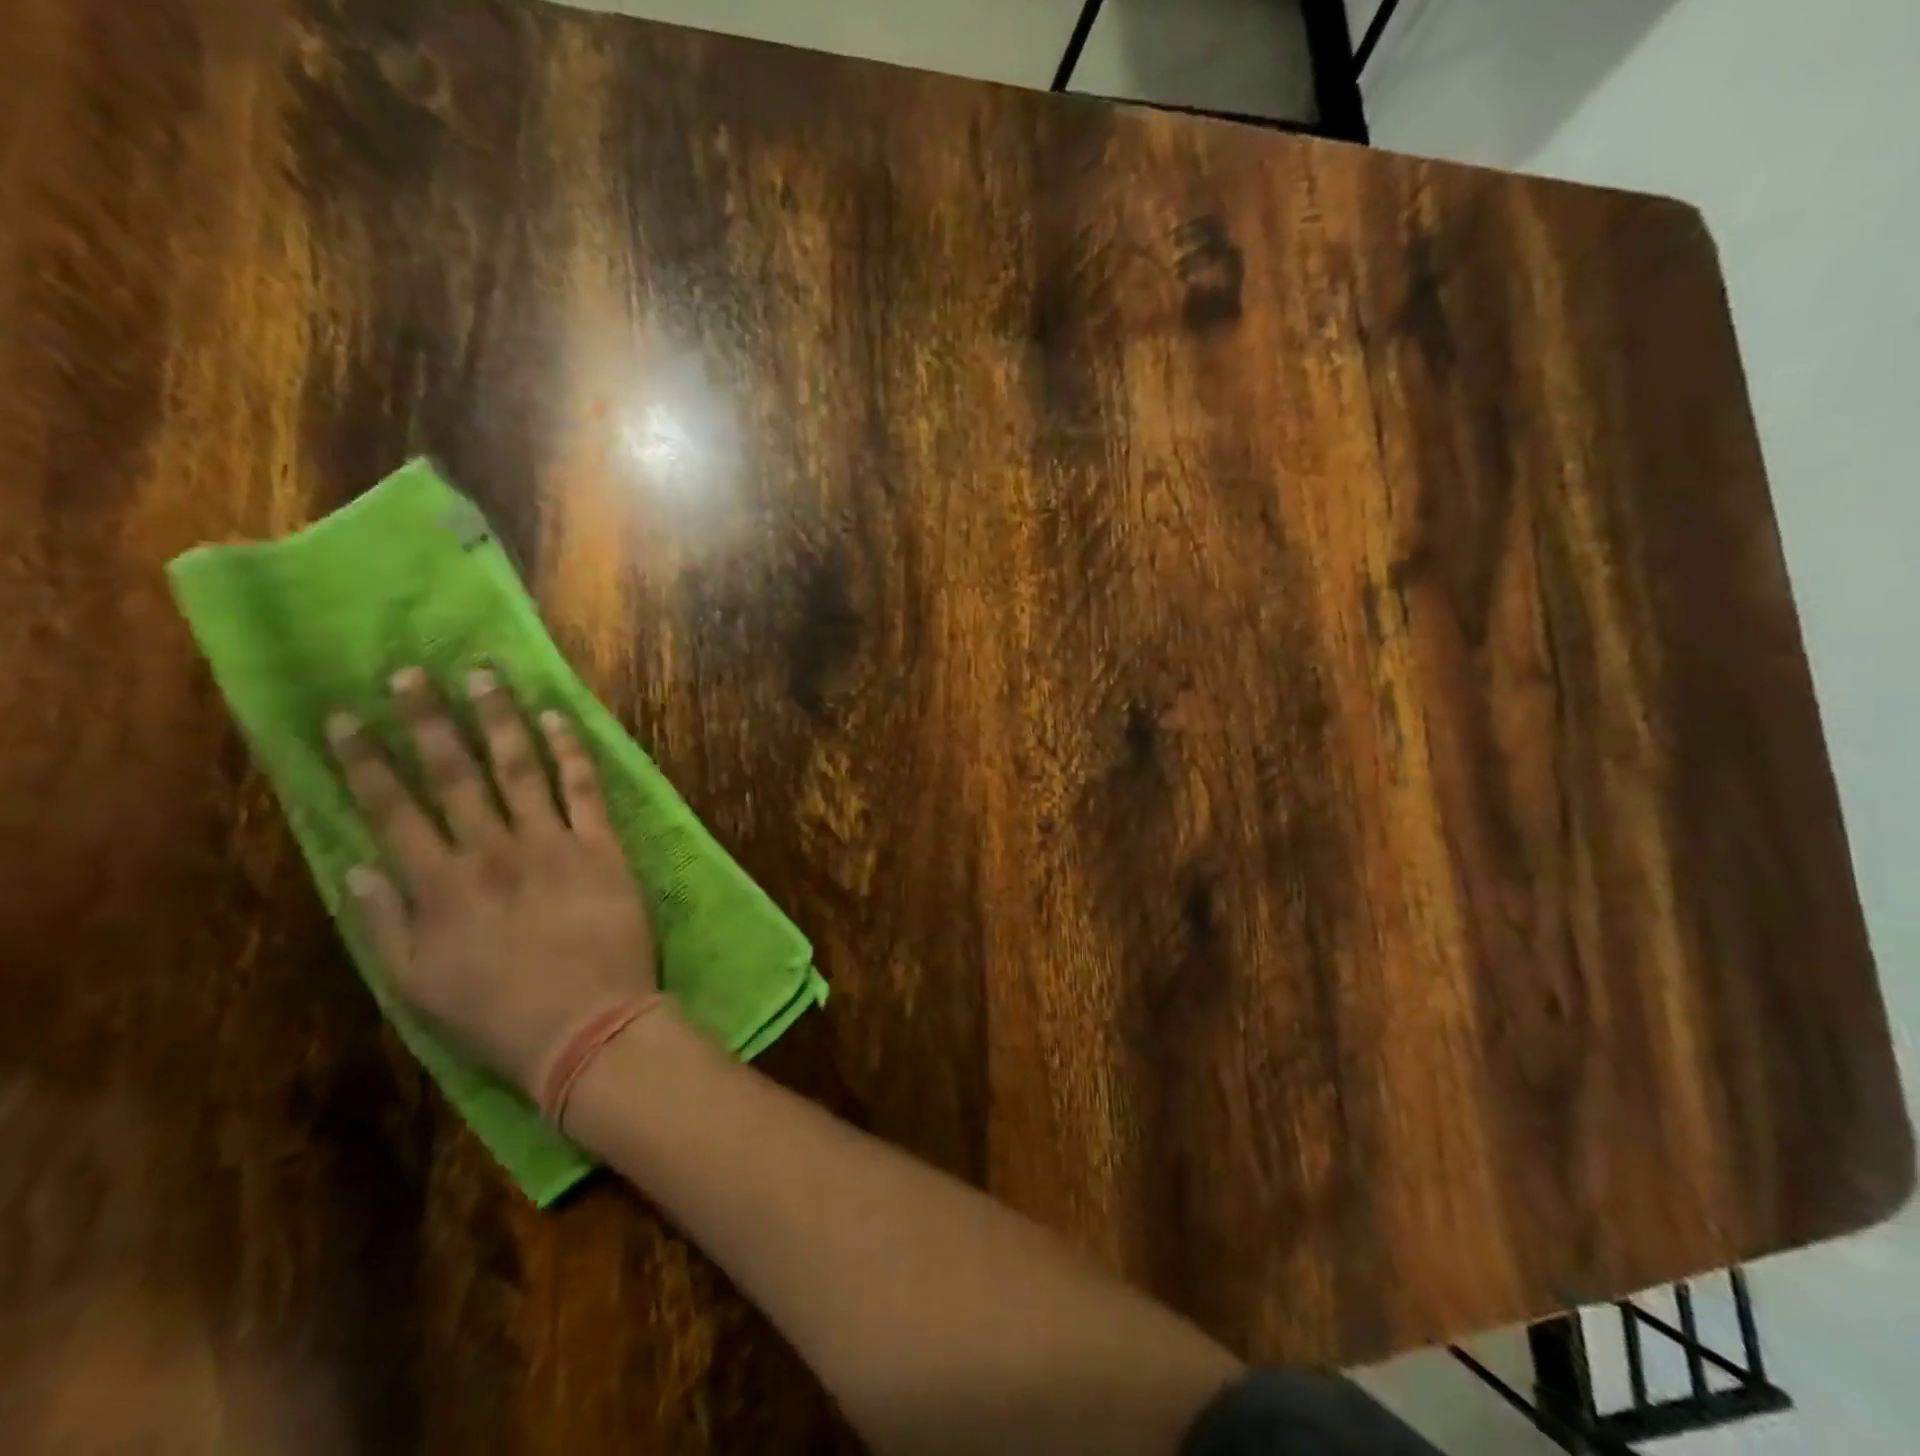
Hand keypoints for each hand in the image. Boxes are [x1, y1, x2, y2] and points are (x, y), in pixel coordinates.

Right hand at [326, 667, 657, 1098]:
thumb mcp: (416, 985)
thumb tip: (357, 867)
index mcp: (439, 885)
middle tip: (410, 674)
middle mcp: (492, 851)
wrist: (589, 1025)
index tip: (342, 717)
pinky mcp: (602, 847)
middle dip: (427, 720)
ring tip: (483, 675)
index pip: (392, 808)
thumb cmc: (498, 1014)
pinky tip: (558, 717)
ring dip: (498, 718)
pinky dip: (571, 750)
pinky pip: (584, 788)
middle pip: (454, 773)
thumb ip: (383, 924)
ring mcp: (552, 844)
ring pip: (520, 767)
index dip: (364, 760)